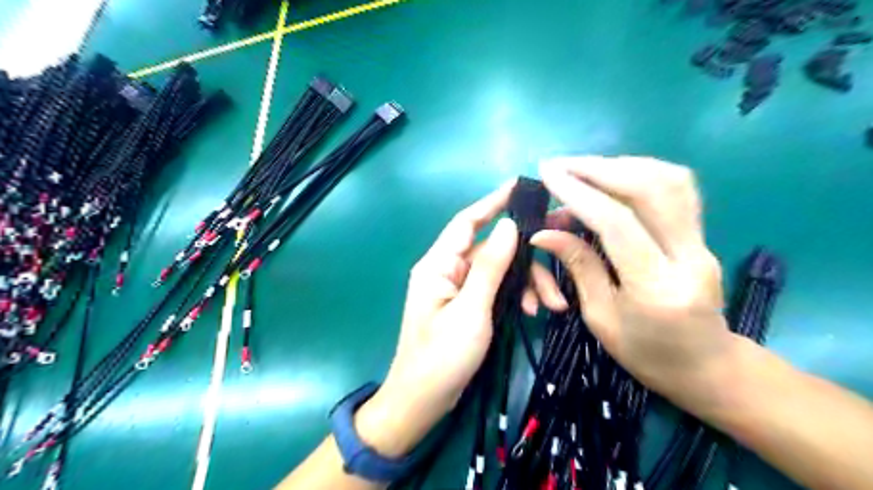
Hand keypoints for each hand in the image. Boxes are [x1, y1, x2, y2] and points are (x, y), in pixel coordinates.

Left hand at [354, 181, 565, 459]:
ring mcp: (458, 288)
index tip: (520, 186)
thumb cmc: (442, 357)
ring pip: (498, 270)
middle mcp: (447, 270)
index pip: (466, 221)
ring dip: (525, 283)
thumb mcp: (471, 311)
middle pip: (492, 250)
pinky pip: (495, 289)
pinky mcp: (468, 305)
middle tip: (555, 282)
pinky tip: (531, 311)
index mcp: (438, 265)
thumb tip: (508, 226)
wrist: (422, 401)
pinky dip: (515, 296)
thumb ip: (490, 267)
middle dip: (525, 263)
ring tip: (549, 306)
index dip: (492, 202)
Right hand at [536, 155, 730, 408]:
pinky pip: (677, 189)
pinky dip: (642, 173)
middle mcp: (688, 256)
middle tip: (560, 164)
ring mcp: (702, 242)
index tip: (548, 174)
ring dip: (621, 165)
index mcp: (656, 287)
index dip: (579, 193)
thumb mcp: (600, 317)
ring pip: (670, 180)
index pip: (617, 223)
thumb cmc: (645, 354)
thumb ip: (578, 266)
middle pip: (650, 189)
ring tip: (583, 169)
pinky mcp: (702, 235)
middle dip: (599, 168)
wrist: (706, 367)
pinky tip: (614, 177)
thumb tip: (543, 232)